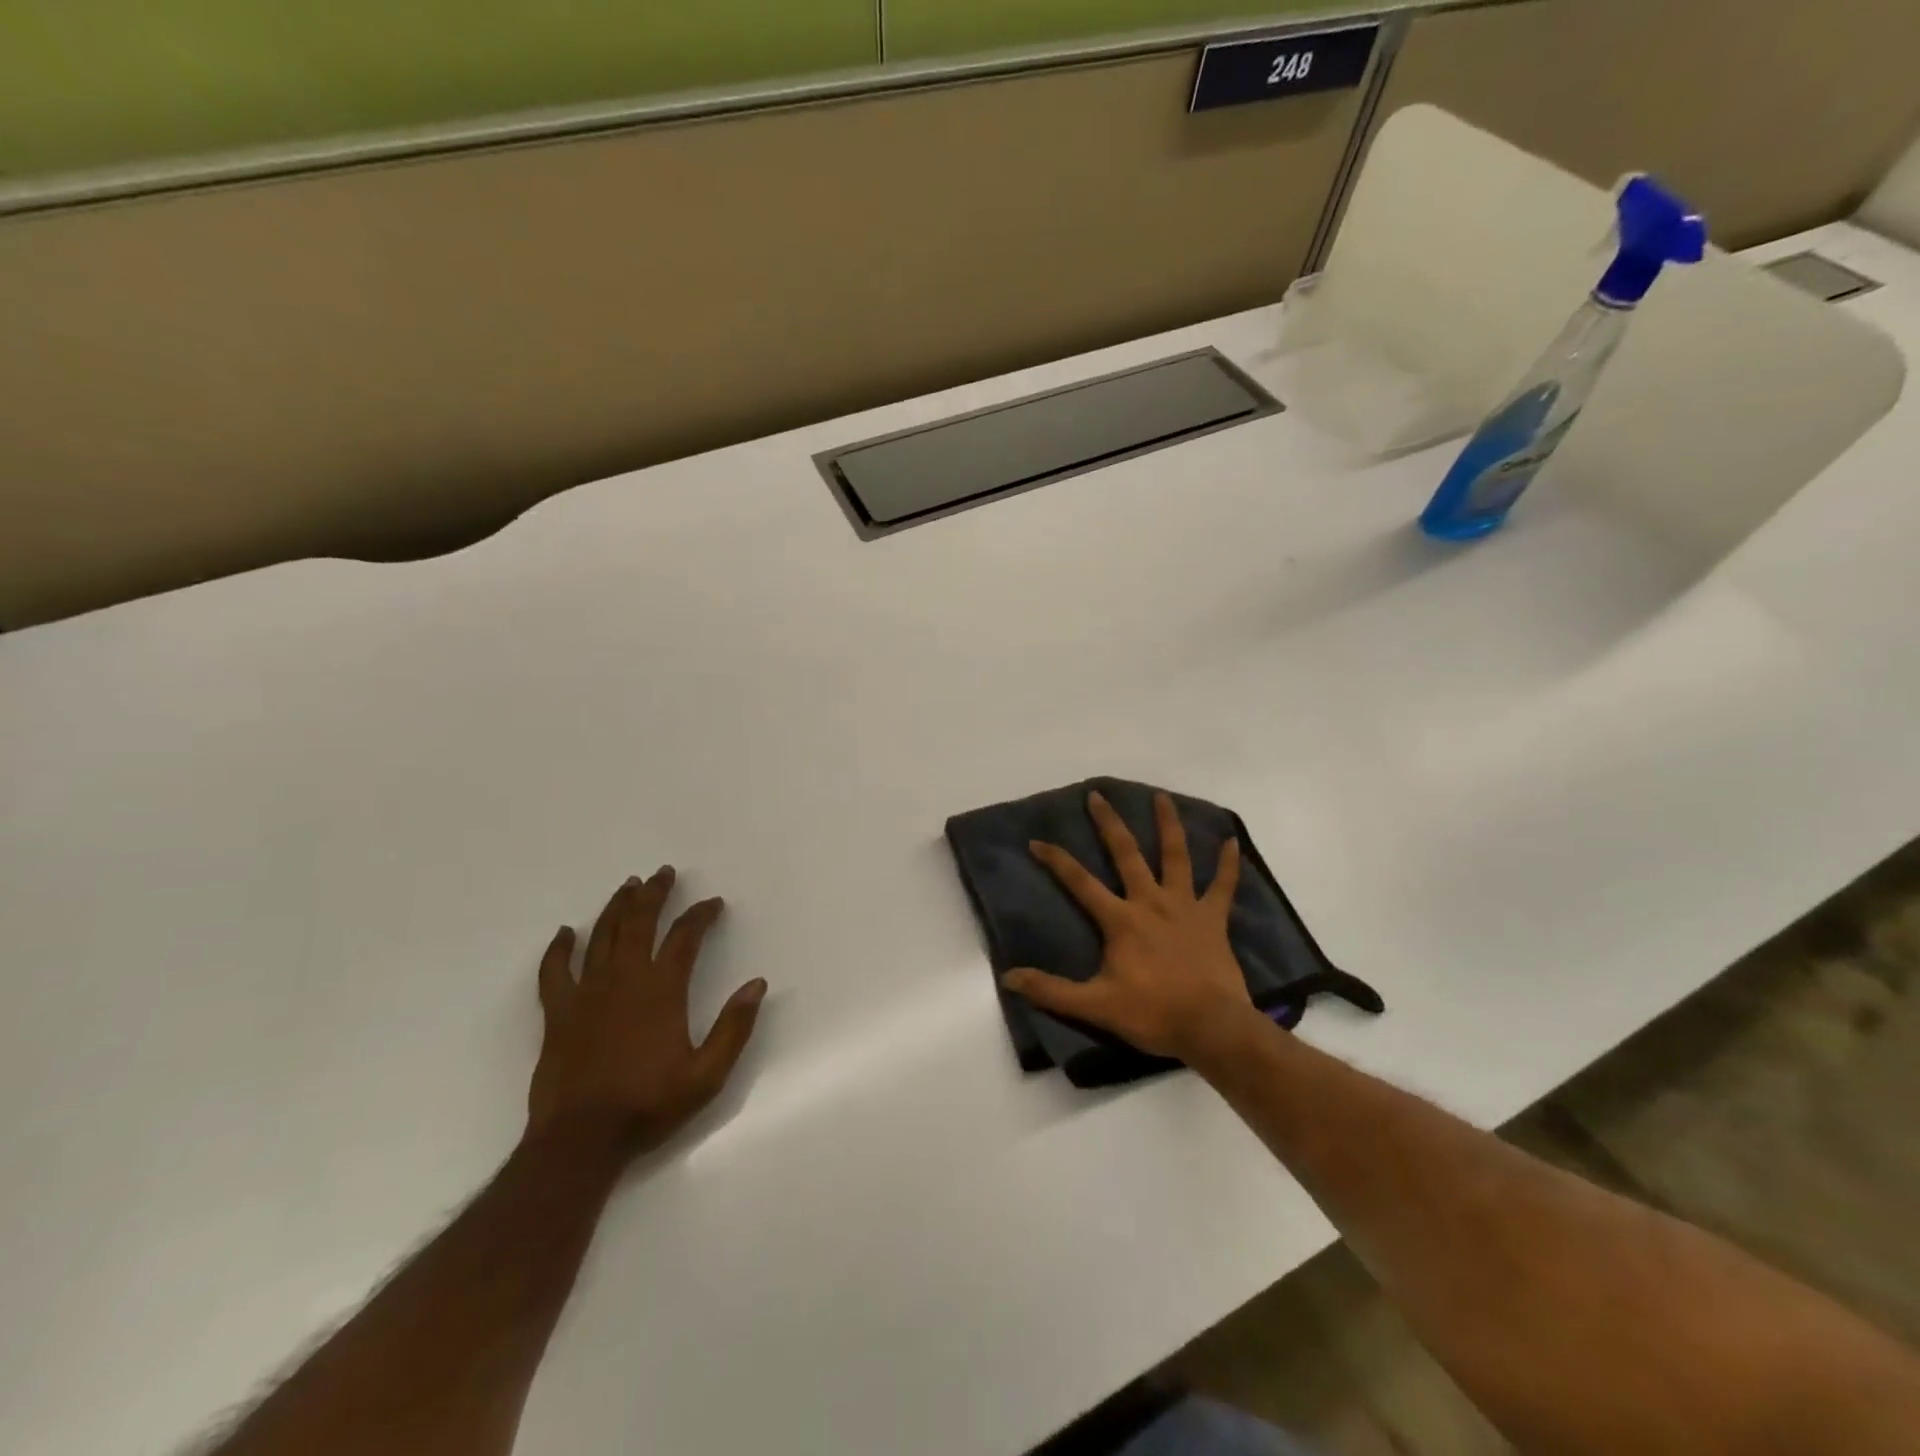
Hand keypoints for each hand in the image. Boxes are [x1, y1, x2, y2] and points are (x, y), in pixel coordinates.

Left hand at [528, 868, 765, 1155]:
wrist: (582, 1140)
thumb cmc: (649, 1104)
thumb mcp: (708, 1074)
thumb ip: (734, 1027)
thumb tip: (757, 984)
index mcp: (662, 989)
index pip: (685, 937)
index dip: (701, 915)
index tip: (713, 903)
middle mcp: (625, 979)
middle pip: (640, 922)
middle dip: (655, 894)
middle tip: (663, 873)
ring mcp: (587, 993)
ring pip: (602, 936)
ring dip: (616, 907)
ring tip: (628, 885)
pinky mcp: (559, 1013)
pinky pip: (555, 971)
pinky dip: (559, 948)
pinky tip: (566, 933)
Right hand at [1002, 790, 1259, 1063]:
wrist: (1211, 1027)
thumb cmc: (1153, 1014)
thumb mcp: (1095, 1006)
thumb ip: (1051, 991)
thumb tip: (1009, 978)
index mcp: (1121, 919)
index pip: (1080, 882)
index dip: (1056, 860)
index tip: (1037, 841)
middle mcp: (1151, 902)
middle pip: (1126, 854)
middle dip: (1109, 823)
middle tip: (1097, 795)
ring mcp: (1185, 906)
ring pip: (1175, 856)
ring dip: (1168, 825)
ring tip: (1161, 796)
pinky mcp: (1213, 919)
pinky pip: (1223, 886)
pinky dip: (1228, 864)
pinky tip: (1231, 841)